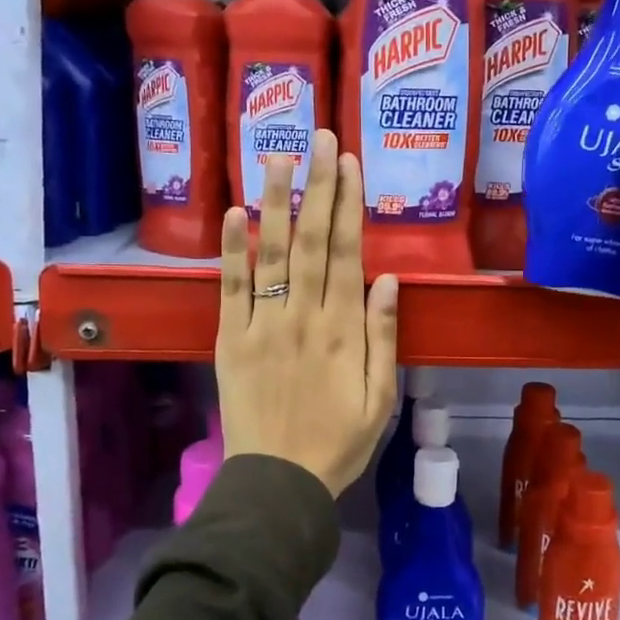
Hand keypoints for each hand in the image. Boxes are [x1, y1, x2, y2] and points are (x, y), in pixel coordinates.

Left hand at [216, 131, 399, 496]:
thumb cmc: (339, 442)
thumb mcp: (382, 398)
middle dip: (316, 186)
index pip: (346, 253)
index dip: (348, 204)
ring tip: (277, 157)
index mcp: (343, 330)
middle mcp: (303, 316)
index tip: (348, 163)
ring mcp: (262, 325)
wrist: (278, 482)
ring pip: (271, 253)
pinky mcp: (232, 339)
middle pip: (311, 240)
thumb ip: (384, 337)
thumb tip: (388, 279)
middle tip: (318, 137)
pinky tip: (235, 213)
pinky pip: (231, 288)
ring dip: (274, 202)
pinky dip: (232, 250)